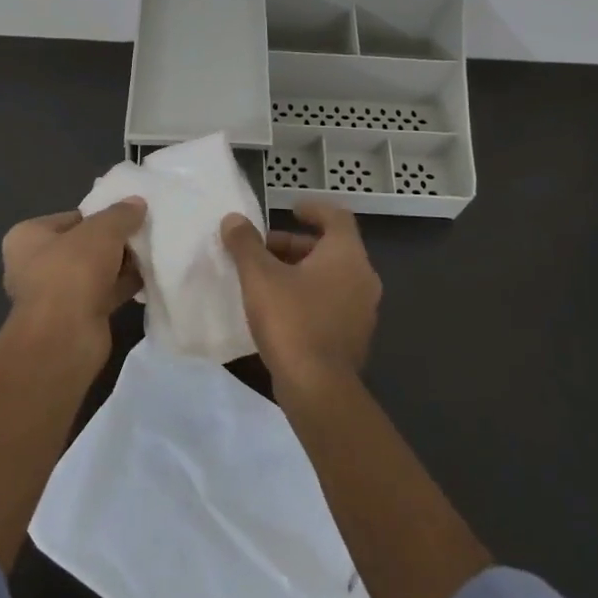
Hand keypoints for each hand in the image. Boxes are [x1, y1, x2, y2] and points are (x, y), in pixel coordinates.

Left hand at [1, 200, 145, 342]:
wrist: (65, 337)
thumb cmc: (73, 271)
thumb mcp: (102, 231)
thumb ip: (120, 214)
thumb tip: (137, 202)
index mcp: (27, 237)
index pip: (71, 217)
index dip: (100, 215)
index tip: (129, 216)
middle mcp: (35, 264)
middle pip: (84, 245)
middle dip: (113, 242)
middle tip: (144, 234)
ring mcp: (54, 294)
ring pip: (95, 271)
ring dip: (120, 265)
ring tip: (152, 253)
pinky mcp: (74, 317)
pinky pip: (104, 293)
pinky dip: (123, 286)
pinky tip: (148, 278)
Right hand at [220, 200, 381, 395]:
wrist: (318, 388)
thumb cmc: (291, 320)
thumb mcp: (259, 276)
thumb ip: (246, 244)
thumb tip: (234, 219)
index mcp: (347, 254)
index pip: (337, 216)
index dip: (314, 209)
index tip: (290, 210)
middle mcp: (363, 277)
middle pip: (332, 248)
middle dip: (296, 244)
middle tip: (264, 249)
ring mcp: (363, 310)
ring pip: (332, 277)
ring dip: (302, 271)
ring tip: (266, 279)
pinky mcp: (354, 337)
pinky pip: (333, 303)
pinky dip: (310, 296)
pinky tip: (281, 309)